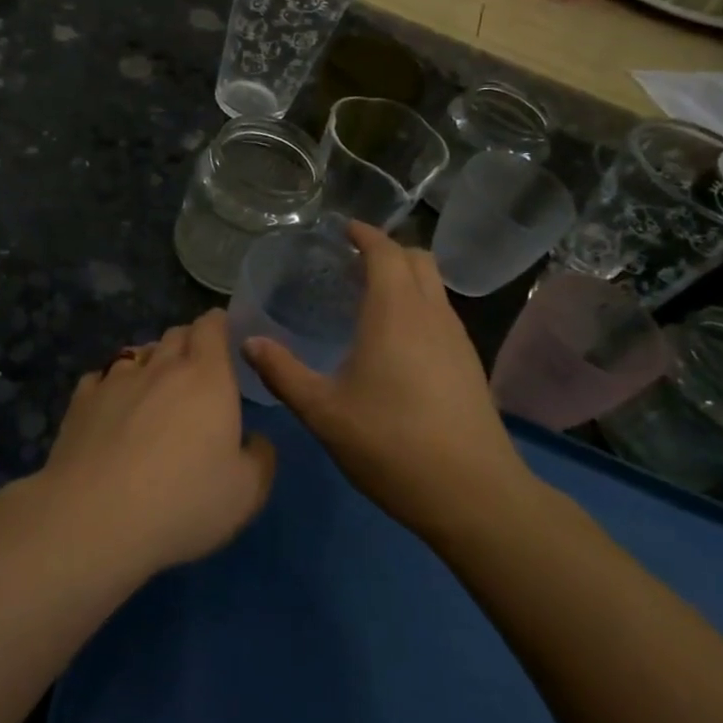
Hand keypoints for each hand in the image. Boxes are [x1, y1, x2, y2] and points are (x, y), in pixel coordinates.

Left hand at [38, 310, 275, 574]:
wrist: (94, 519)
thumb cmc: (183, 502)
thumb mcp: (247, 492)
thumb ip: (260, 457)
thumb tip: (255, 440)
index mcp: (206, 377)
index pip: (211, 327)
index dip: (218, 324)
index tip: (223, 335)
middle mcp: (161, 367)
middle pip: (175, 335)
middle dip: (188, 342)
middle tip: (196, 367)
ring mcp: (115, 380)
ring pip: (138, 353)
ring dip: (151, 362)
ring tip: (154, 387)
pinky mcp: (81, 401)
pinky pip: (101, 378)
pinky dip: (112, 384)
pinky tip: (112, 406)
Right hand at [242, 223, 537, 543]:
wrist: (473, 494)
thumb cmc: (391, 444)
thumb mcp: (323, 411)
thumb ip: (283, 373)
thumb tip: (249, 342)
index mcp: (395, 311)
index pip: (385, 251)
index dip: (365, 234)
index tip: (343, 228)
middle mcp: (432, 314)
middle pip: (418, 258)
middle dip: (388, 250)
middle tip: (353, 261)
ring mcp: (457, 338)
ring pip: (435, 286)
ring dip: (407, 277)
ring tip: (371, 297)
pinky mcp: (470, 364)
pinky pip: (442, 313)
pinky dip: (419, 305)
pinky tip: (398, 340)